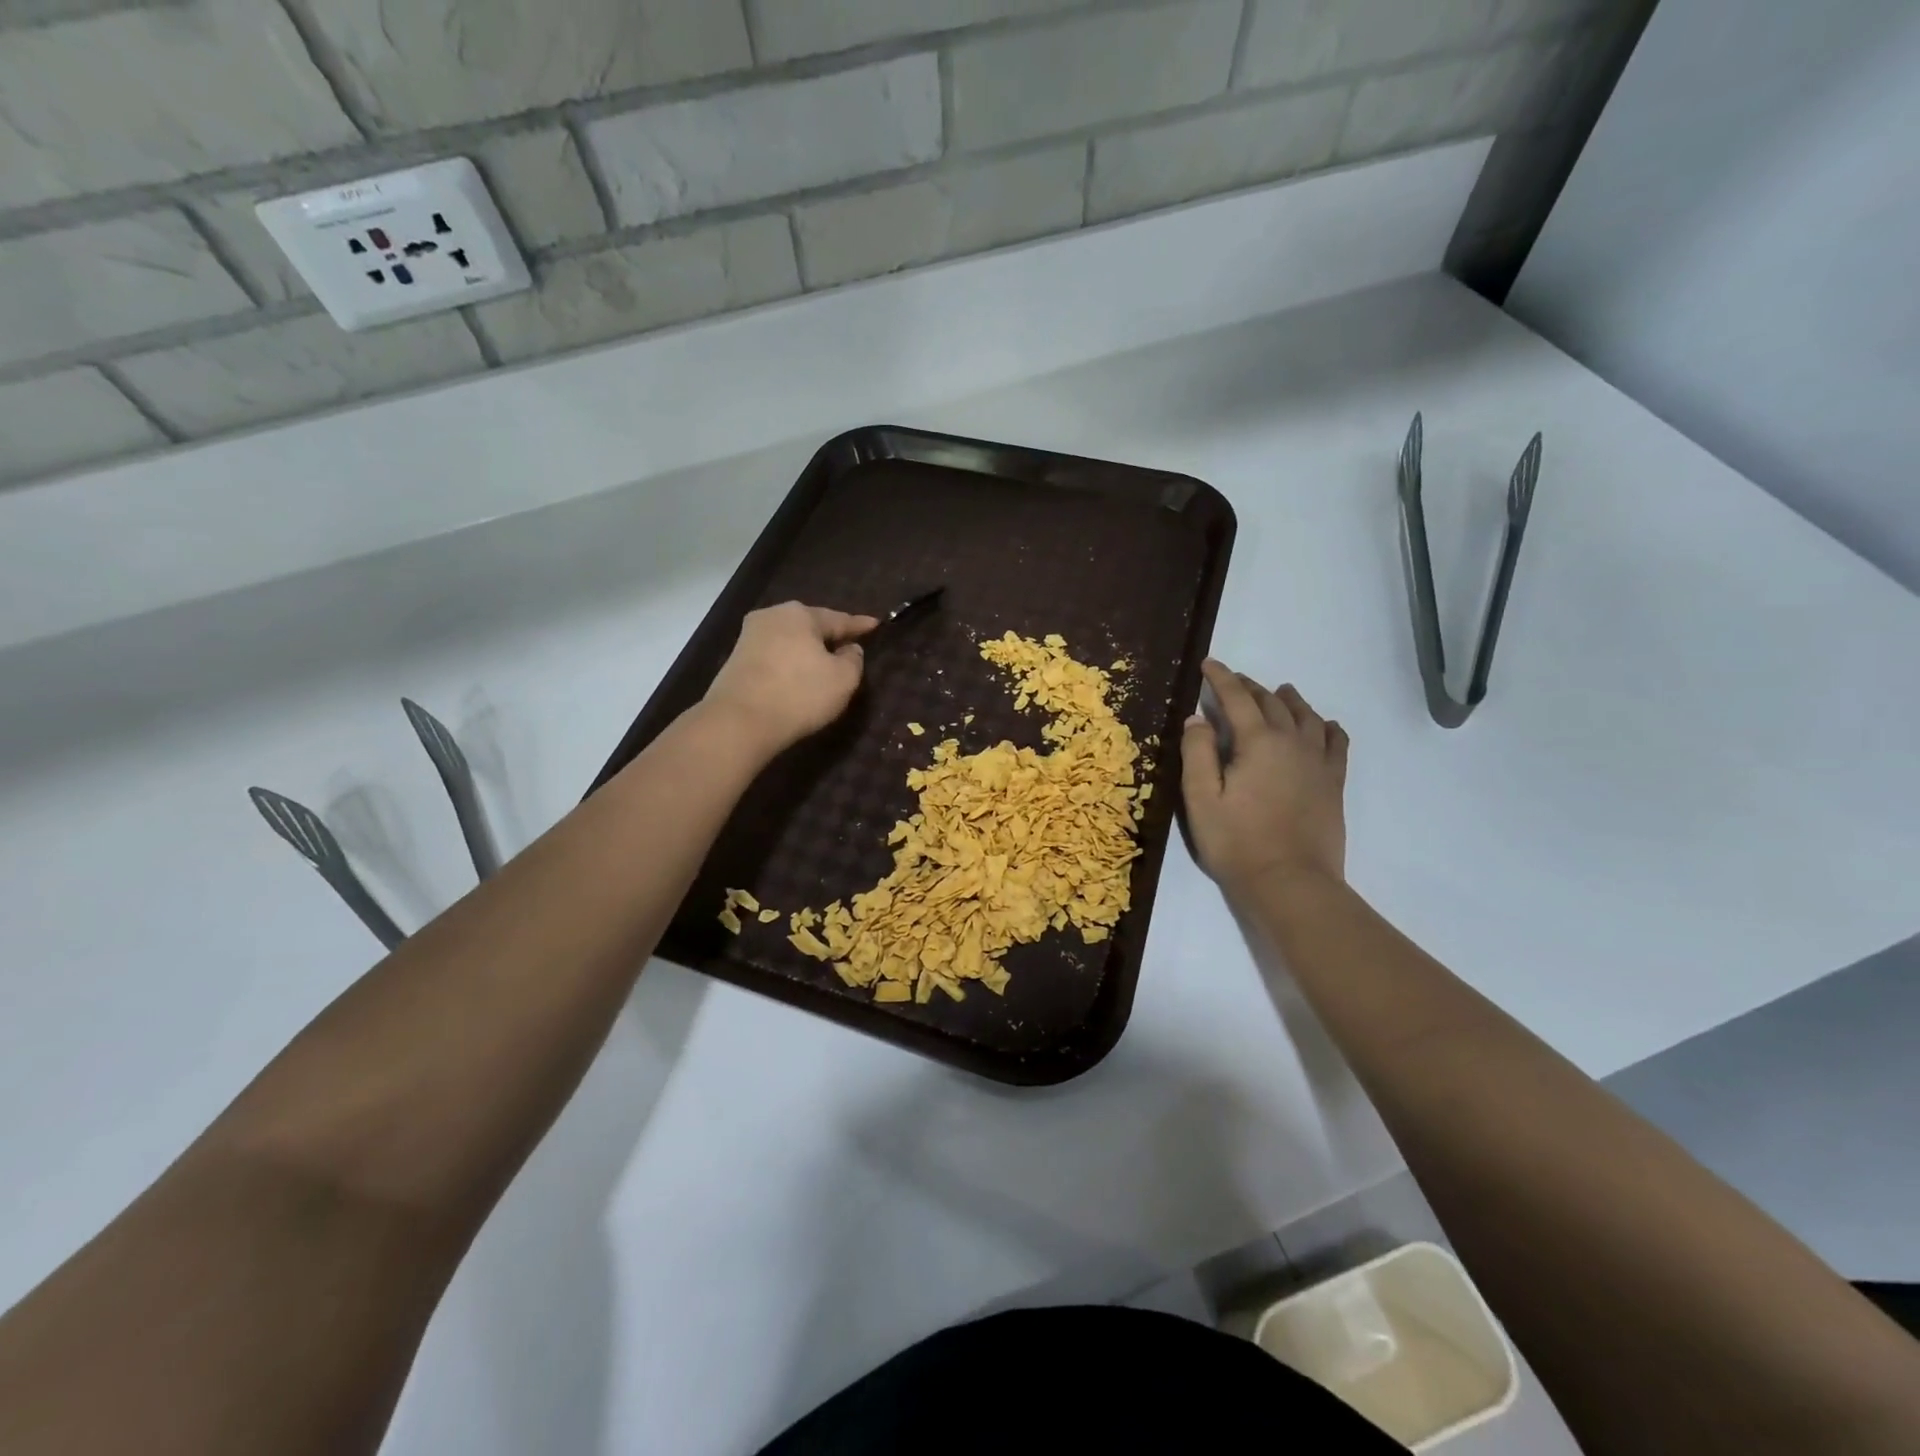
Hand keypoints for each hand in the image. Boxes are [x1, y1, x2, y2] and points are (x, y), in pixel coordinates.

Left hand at [702, 601, 876, 757]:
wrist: (739, 722)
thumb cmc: (799, 694)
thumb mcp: (843, 679)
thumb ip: (853, 659)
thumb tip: (848, 649)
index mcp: (801, 614)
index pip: (839, 619)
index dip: (860, 625)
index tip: (875, 624)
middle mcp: (772, 616)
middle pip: (810, 625)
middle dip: (829, 635)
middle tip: (848, 645)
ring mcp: (750, 636)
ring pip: (790, 639)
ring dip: (807, 650)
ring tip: (823, 662)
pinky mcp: (736, 659)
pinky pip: (774, 655)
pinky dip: (789, 662)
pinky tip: (797, 675)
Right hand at [1181, 659, 1348, 893]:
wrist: (1290, 882)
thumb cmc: (1236, 841)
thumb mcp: (1201, 798)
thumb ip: (1198, 752)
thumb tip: (1198, 717)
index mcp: (1258, 742)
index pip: (1237, 698)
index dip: (1221, 678)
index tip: (1209, 664)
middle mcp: (1292, 742)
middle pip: (1272, 702)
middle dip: (1250, 687)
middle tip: (1233, 680)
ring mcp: (1318, 762)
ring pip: (1307, 716)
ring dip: (1289, 700)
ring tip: (1280, 691)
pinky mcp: (1333, 783)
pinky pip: (1336, 743)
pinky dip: (1327, 727)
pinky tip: (1325, 725)